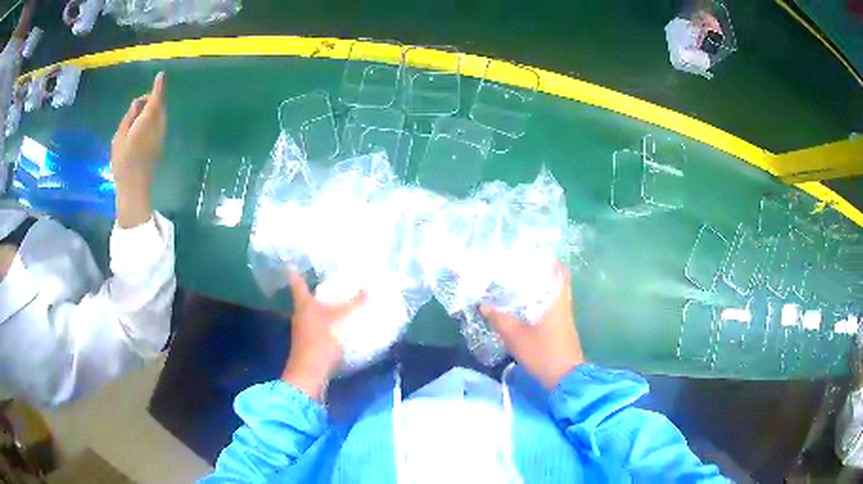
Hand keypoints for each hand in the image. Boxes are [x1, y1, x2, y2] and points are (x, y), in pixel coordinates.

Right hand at [111, 72, 165, 227]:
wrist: (134, 187)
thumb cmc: (123, 162)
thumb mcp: (119, 136)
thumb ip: (129, 117)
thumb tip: (136, 104)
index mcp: (148, 120)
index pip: (156, 98)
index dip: (158, 86)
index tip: (160, 76)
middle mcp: (158, 125)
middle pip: (158, 105)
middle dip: (149, 101)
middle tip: (134, 110)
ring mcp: (161, 135)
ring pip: (159, 115)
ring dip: (150, 112)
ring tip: (134, 124)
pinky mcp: (160, 144)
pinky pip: (158, 125)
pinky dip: (151, 122)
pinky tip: (139, 133)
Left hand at [281, 272, 366, 400]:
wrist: (310, 374)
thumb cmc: (320, 341)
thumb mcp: (341, 319)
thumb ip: (355, 303)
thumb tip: (369, 286)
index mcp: (303, 304)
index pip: (297, 283)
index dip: (295, 271)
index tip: (292, 261)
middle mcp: (300, 315)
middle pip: (304, 298)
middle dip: (313, 289)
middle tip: (327, 278)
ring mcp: (303, 331)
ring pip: (311, 313)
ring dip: (321, 307)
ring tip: (337, 299)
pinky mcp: (310, 344)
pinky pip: (319, 326)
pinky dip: (327, 322)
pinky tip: (339, 324)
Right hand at [481, 264, 583, 388]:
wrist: (565, 377)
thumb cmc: (543, 353)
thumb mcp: (516, 337)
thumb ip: (499, 319)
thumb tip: (482, 304)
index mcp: (557, 299)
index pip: (559, 271)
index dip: (549, 259)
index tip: (532, 253)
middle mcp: (563, 303)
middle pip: (555, 280)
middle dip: (540, 272)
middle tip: (519, 267)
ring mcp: (564, 316)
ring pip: (552, 294)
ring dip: (539, 288)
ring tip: (517, 283)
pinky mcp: (561, 327)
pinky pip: (551, 306)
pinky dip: (539, 301)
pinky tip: (523, 306)